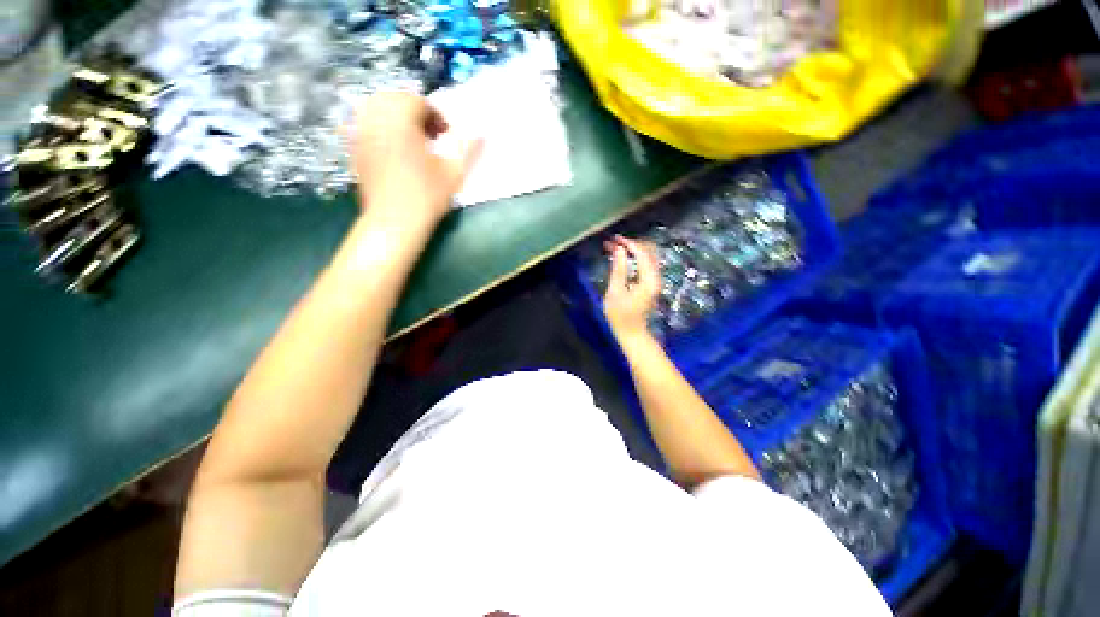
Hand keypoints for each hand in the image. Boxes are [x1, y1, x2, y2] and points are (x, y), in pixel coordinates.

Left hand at [348, 92, 481, 231]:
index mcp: (401, 120)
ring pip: (375, 107)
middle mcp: (376, 118)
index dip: (435, 115)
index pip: (418, 102)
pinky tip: (391, 145)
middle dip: (414, 111)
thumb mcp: (453, 172)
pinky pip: (362, 123)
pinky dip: (378, 126)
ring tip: (411, 139)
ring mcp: (360, 131)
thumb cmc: (427, 196)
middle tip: (430, 135)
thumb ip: (466, 147)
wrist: (394, 221)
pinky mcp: (353, 147)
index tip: (446, 135)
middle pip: (394, 99)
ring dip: (395, 116)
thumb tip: (481, 132)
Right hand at [603, 235, 660, 342]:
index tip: (614, 239)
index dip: (628, 244)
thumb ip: (618, 269)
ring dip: (632, 251)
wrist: (632, 334)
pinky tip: (623, 258)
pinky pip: (645, 265)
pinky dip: (635, 259)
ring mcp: (655, 281)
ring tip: (615, 248)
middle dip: (630, 245)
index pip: (642, 254)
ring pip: (647, 258)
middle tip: (612, 243)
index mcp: (648, 280)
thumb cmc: (620, 316)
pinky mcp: (651, 285)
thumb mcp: (615, 292)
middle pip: (647, 253)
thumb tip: (619, 250)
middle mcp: (656, 278)